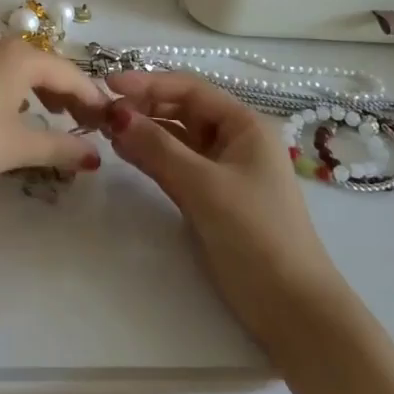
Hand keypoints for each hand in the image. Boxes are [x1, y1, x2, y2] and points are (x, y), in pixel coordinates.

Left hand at [0, 37, 111, 192]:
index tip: (108, 121)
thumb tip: (94, 156)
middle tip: (84, 123)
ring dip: (41, 90)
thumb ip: (58, 147)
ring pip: (19, 67)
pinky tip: (11, 111)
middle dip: (67, 93)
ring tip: (53, 117)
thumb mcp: (15, 147)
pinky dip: (15, 89)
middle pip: (45, 65)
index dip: (91, 98)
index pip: (69, 73)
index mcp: (20, 57)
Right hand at [103, 72, 340, 345]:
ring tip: (105, 128)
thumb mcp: (203, 186)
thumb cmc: (255, 235)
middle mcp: (235, 139)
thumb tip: (115, 114)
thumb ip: (157, 147)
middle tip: (101, 110)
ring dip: (144, 131)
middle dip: (143, 107)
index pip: (190, 89)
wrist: (293, 310)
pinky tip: (125, 152)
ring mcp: (223, 169)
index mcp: (244, 125)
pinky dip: (151, 156)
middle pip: (182, 110)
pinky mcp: (212, 197)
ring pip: (176, 138)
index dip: (148, 82)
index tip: (108, 84)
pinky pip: (176, 164)